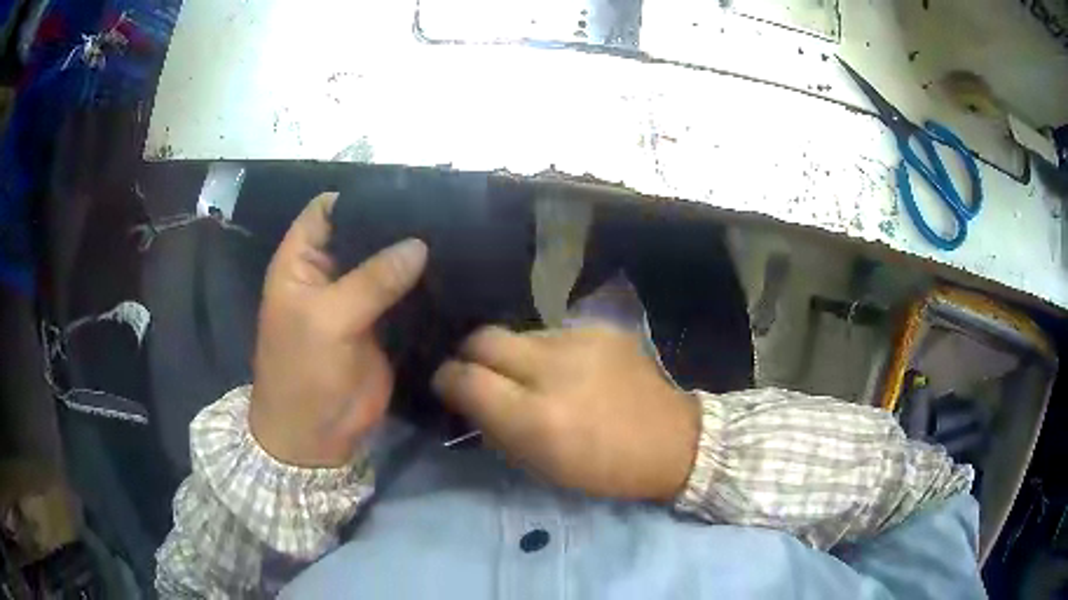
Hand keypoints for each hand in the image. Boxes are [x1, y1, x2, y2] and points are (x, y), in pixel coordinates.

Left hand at [250, 192, 427, 466]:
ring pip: (387, 263)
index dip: (359, 198)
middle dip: (395, 223)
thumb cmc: (302, 373)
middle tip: (441, 211)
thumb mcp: (328, 320)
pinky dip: (424, 286)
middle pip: (362, 233)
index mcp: (302, 262)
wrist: (316, 437)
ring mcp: (357, 299)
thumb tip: (419, 244)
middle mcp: (329, 273)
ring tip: (456, 234)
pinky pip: (404, 296)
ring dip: (413, 254)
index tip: (404, 191)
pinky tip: (453, 271)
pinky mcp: (382, 325)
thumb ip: (372, 280)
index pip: (327, 210)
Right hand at [432, 325, 699, 500]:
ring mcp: (581, 340)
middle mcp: (554, 369)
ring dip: (513, 356)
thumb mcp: (540, 466)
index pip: (465, 378)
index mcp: (537, 418)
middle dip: (470, 355)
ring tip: (531, 377)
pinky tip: (566, 370)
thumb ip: (494, 428)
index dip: (447, 379)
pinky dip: (546, 352)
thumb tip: (465, 397)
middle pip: (484, 338)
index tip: (448, 386)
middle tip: (478, 374)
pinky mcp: (601, 328)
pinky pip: (552, 333)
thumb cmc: (603, 468)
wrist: (672, 440)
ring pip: (518, 334)